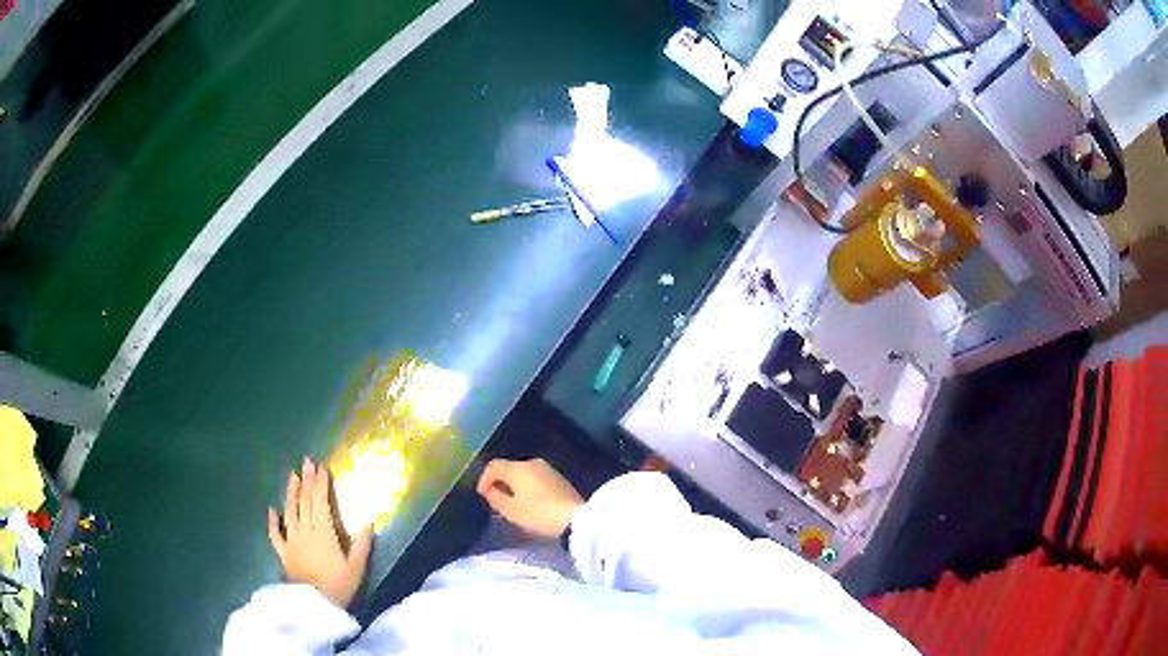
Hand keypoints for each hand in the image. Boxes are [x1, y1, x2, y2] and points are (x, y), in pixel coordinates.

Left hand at [268, 458, 372, 608]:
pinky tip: (270, 509)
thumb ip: (361, 545)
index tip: (321, 467)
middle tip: (307, 461)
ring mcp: (291, 540)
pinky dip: (272, 521)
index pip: (320, 502)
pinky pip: (275, 534)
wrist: (313, 605)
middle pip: (305, 502)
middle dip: (307, 481)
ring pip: (289, 511)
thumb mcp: (356, 568)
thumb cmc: (338, 587)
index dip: (321, 484)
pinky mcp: (283, 552)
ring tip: (292, 475)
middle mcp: (304, 531)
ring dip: (291, 493)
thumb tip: (368, 521)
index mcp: (323, 532)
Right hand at [476, 458, 583, 539]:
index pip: (493, 466)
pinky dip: (527, 487)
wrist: (575, 519)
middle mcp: (532, 463)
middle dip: (499, 483)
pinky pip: (535, 478)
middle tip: (496, 500)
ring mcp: (548, 469)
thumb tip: (489, 490)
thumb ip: (495, 498)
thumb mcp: (511, 510)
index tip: (482, 495)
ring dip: (514, 485)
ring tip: (511, 503)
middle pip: (509, 468)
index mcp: (518, 468)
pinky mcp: (559, 478)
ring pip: (522, 473)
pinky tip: (529, 502)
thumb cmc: (538, 514)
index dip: (484, 479)